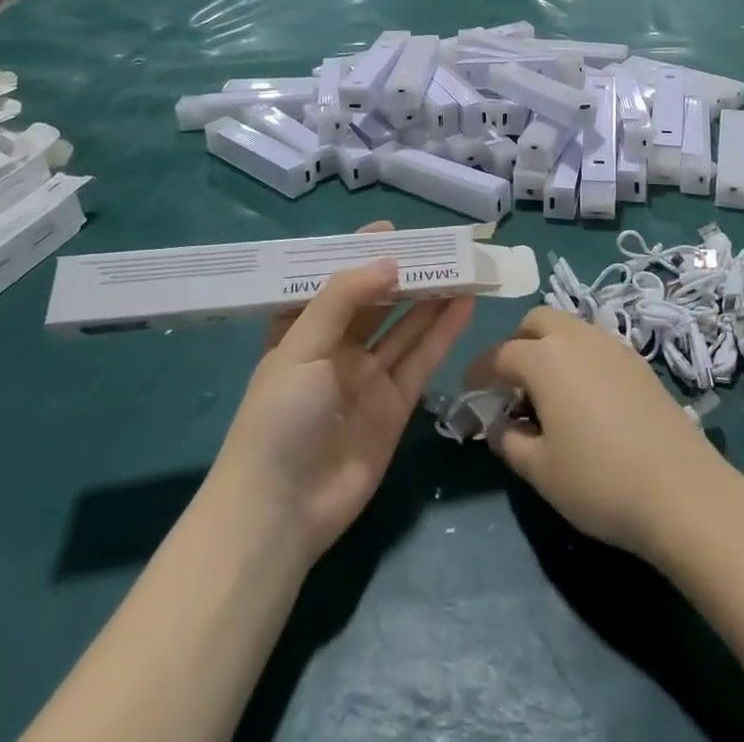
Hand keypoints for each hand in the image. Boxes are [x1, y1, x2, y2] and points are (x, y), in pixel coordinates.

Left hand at [205, 223, 473, 567]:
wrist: (280, 513)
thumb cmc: (278, 418)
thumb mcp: (301, 346)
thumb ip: (345, 297)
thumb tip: (391, 261)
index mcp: (302, 332)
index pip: (333, 281)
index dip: (359, 254)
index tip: (391, 229)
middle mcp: (336, 350)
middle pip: (377, 302)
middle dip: (405, 274)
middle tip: (440, 244)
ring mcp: (367, 378)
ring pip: (405, 327)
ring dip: (431, 297)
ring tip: (462, 266)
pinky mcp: (394, 406)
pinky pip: (421, 359)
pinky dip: (443, 331)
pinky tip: (465, 303)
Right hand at [466, 307, 743, 564]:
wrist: (680, 489)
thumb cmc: (599, 481)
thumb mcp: (540, 470)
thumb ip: (510, 441)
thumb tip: (499, 424)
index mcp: (545, 359)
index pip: (500, 354)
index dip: (479, 370)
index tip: (469, 389)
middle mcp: (576, 338)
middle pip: (536, 322)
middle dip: (517, 344)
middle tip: (511, 384)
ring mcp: (611, 344)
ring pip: (568, 327)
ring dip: (549, 346)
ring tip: (547, 390)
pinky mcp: (637, 360)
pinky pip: (594, 343)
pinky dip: (577, 356)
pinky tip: (583, 396)